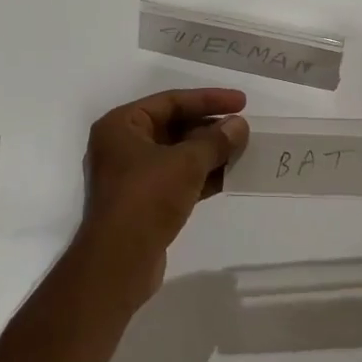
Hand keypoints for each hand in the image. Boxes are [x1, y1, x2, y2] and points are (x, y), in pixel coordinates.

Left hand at [78, 88, 249, 298]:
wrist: (118, 263)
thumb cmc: (146, 198)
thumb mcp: (186, 163)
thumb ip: (215, 141)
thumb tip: (238, 125)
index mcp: (121, 126)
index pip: (171, 101)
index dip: (208, 99)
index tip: (242, 102)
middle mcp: (122, 146)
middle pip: (173, 127)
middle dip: (210, 128)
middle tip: (244, 129)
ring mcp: (131, 176)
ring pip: (177, 155)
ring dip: (209, 153)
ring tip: (243, 151)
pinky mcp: (142, 203)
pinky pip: (176, 179)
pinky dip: (201, 176)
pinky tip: (230, 177)